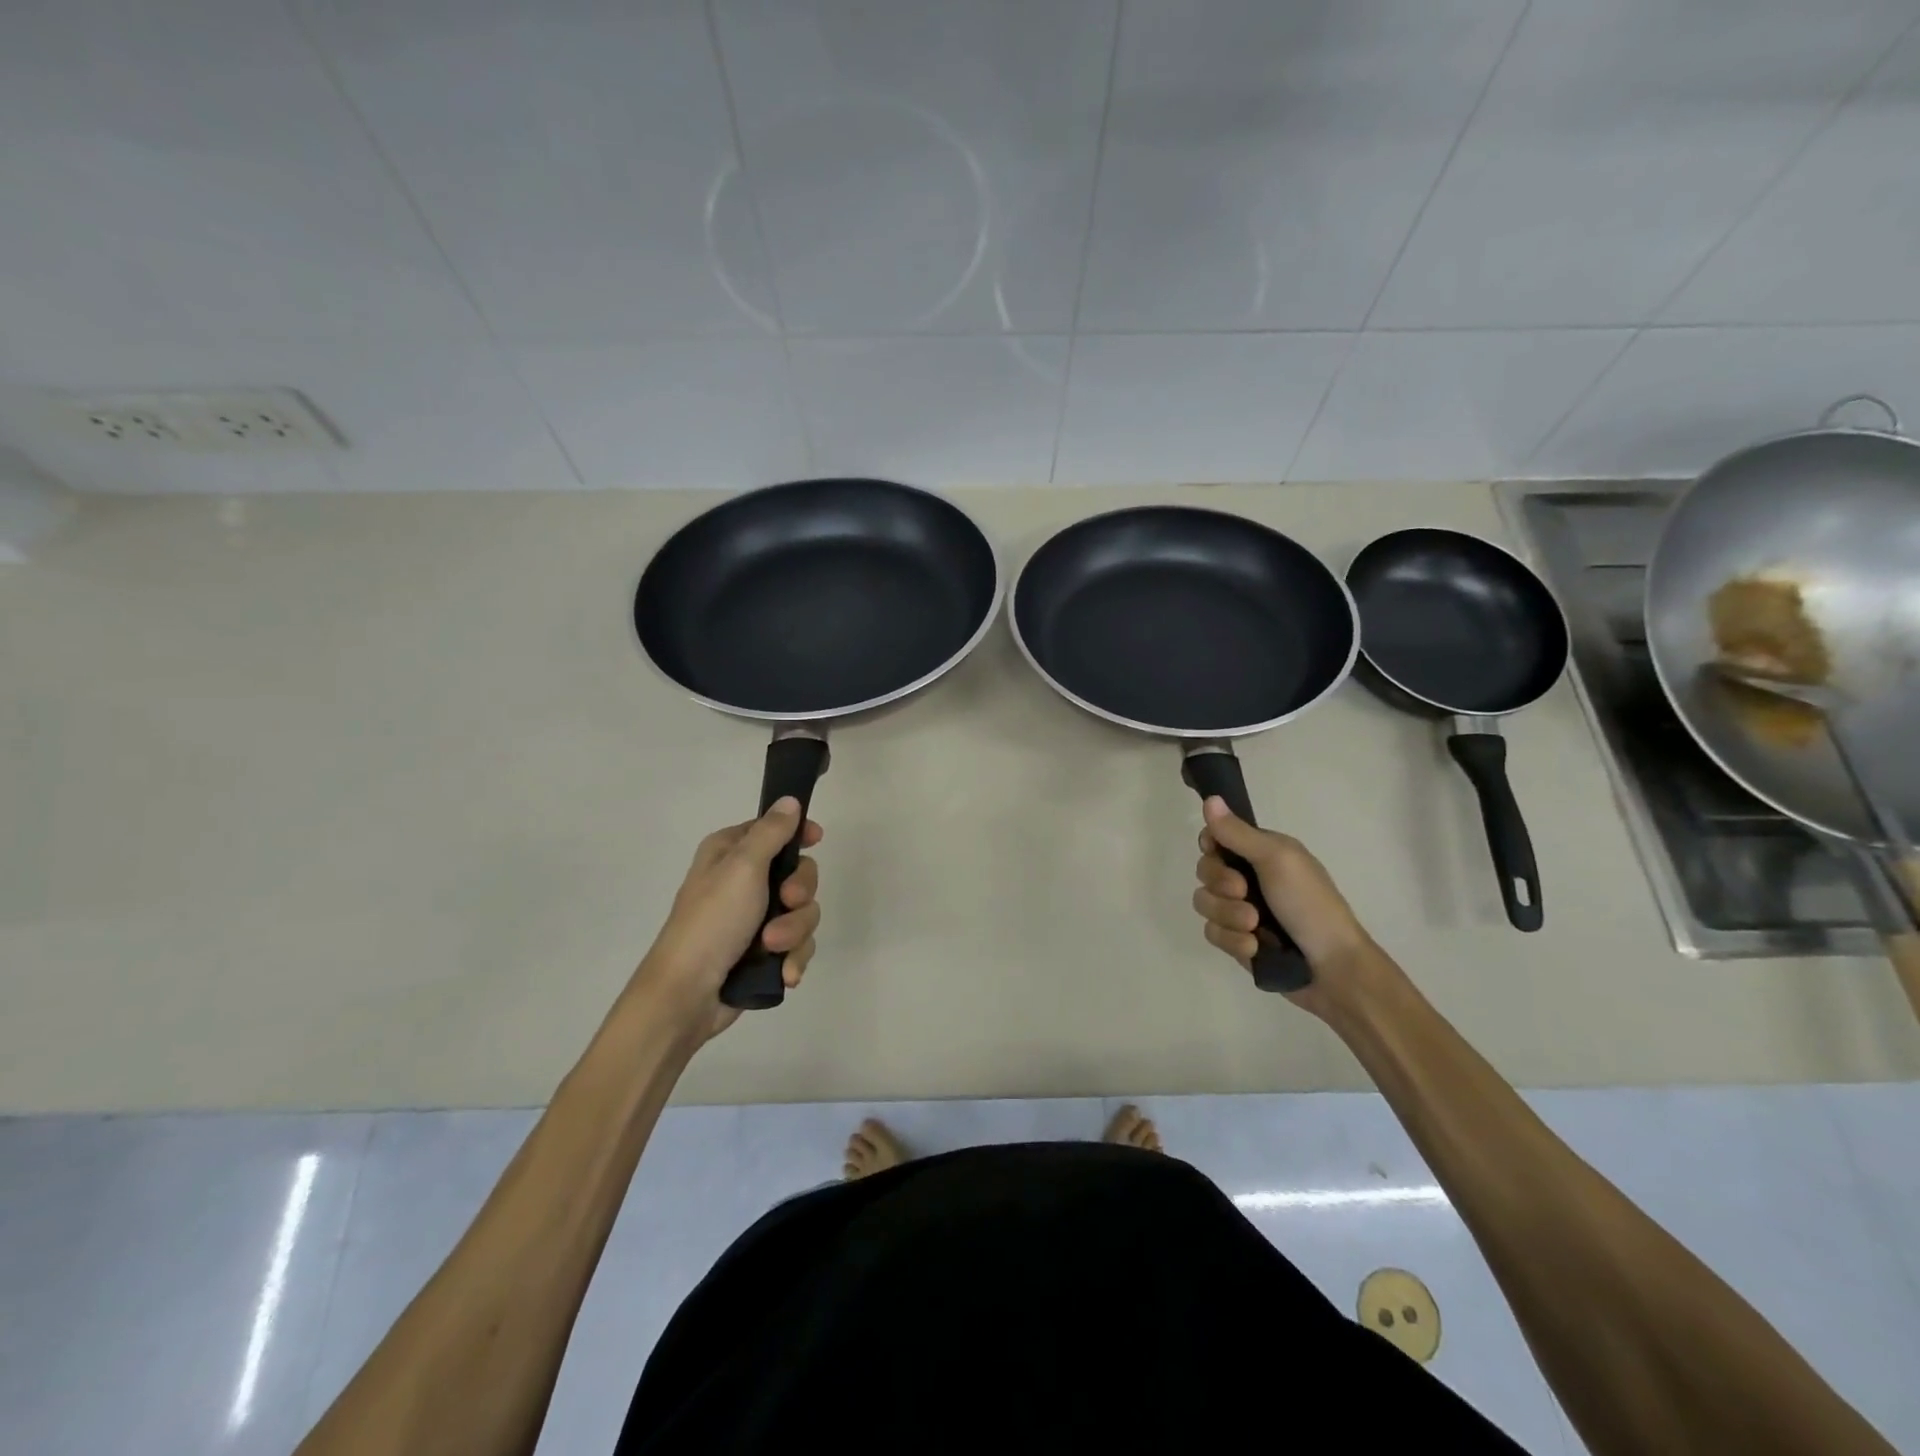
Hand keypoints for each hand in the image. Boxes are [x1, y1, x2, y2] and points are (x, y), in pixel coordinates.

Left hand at [633, 798, 821, 1040]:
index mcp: (730, 853)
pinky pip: (798, 944)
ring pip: (803, 913)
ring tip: (773, 949)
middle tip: (786, 902)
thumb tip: (790, 800)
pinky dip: (793, 957)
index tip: (816, 840)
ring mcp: (755, 919)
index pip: (775, 829)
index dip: (798, 834)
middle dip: (799, 895)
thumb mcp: (742, 867)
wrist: (688, 994)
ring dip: (794, 932)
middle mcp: (743, 881)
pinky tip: (784, 973)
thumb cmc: (712, 921)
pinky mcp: (764, 952)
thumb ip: (771, 832)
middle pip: (799, 874)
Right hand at [1192, 796, 1372, 1012]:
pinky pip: (1213, 934)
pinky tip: (1255, 948)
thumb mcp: (1277, 859)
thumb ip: (1238, 833)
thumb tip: (1210, 798)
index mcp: (1262, 853)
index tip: (1219, 854)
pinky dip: (1233, 941)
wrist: (1333, 969)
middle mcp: (1249, 878)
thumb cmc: (1310, 905)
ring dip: (1228, 916)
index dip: (1211, 849)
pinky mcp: (1238, 942)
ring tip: (1255, 927)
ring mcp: (1242, 911)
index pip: (1216, 839)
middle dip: (1221, 886)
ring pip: (1205, 903)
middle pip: (1205, 871)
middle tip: (1245, 893)